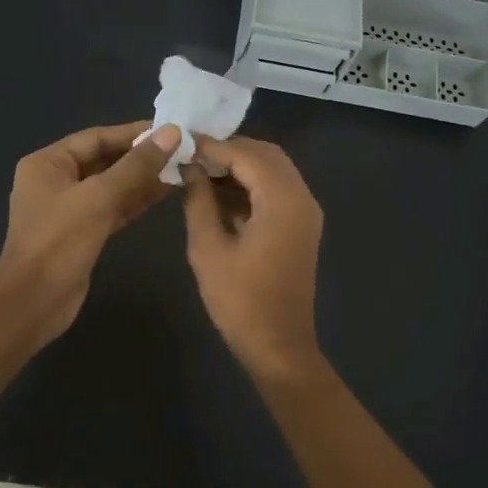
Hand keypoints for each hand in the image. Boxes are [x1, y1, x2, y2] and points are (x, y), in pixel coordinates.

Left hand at [0, 120, 180, 346]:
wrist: (34, 301)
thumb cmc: (59, 241)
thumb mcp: (99, 197)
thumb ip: (136, 166)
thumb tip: (171, 133)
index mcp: (48, 163)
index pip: (96, 138)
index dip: (133, 133)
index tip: (170, 131)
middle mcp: (56, 181)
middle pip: (104, 160)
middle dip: (140, 157)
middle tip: (181, 151)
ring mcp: (68, 209)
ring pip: (111, 186)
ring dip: (142, 179)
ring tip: (180, 169)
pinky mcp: (82, 233)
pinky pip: (112, 208)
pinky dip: (135, 201)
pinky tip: (164, 194)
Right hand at [182, 137, 324, 378]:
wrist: (278, 346)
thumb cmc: (239, 300)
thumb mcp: (208, 248)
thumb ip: (198, 201)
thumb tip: (190, 169)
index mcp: (282, 200)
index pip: (246, 154)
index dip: (212, 146)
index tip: (181, 141)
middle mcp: (302, 198)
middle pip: (266, 155)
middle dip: (229, 151)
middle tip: (191, 156)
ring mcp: (306, 213)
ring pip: (274, 171)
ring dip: (240, 167)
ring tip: (200, 173)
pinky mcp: (302, 227)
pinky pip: (277, 191)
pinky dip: (251, 185)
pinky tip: (219, 195)